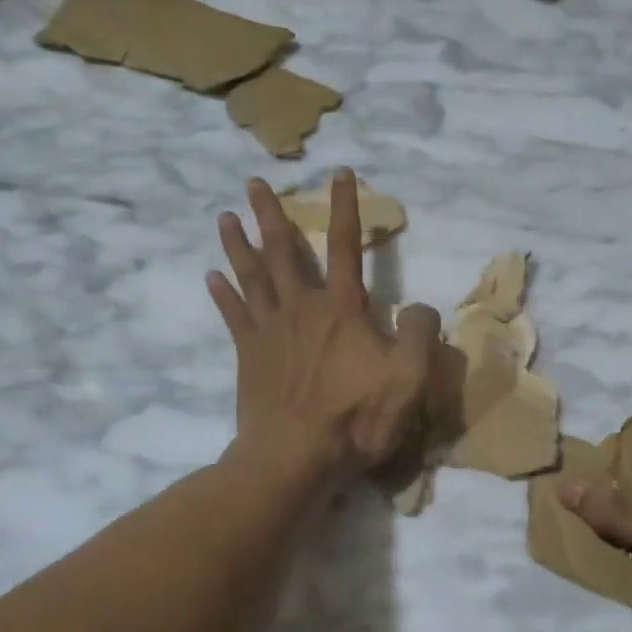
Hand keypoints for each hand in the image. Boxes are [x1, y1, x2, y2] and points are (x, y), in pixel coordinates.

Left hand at [209, 171, 440, 489]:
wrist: (293, 457)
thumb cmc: (354, 418)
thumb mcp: (408, 378)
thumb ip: (419, 333)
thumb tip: (420, 307)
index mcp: (342, 309)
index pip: (345, 246)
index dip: (345, 208)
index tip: (339, 173)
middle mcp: (301, 308)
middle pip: (283, 251)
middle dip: (269, 214)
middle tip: (253, 183)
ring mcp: (269, 331)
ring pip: (251, 276)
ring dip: (238, 244)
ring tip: (224, 216)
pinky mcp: (248, 355)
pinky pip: (233, 315)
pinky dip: (223, 294)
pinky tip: (212, 276)